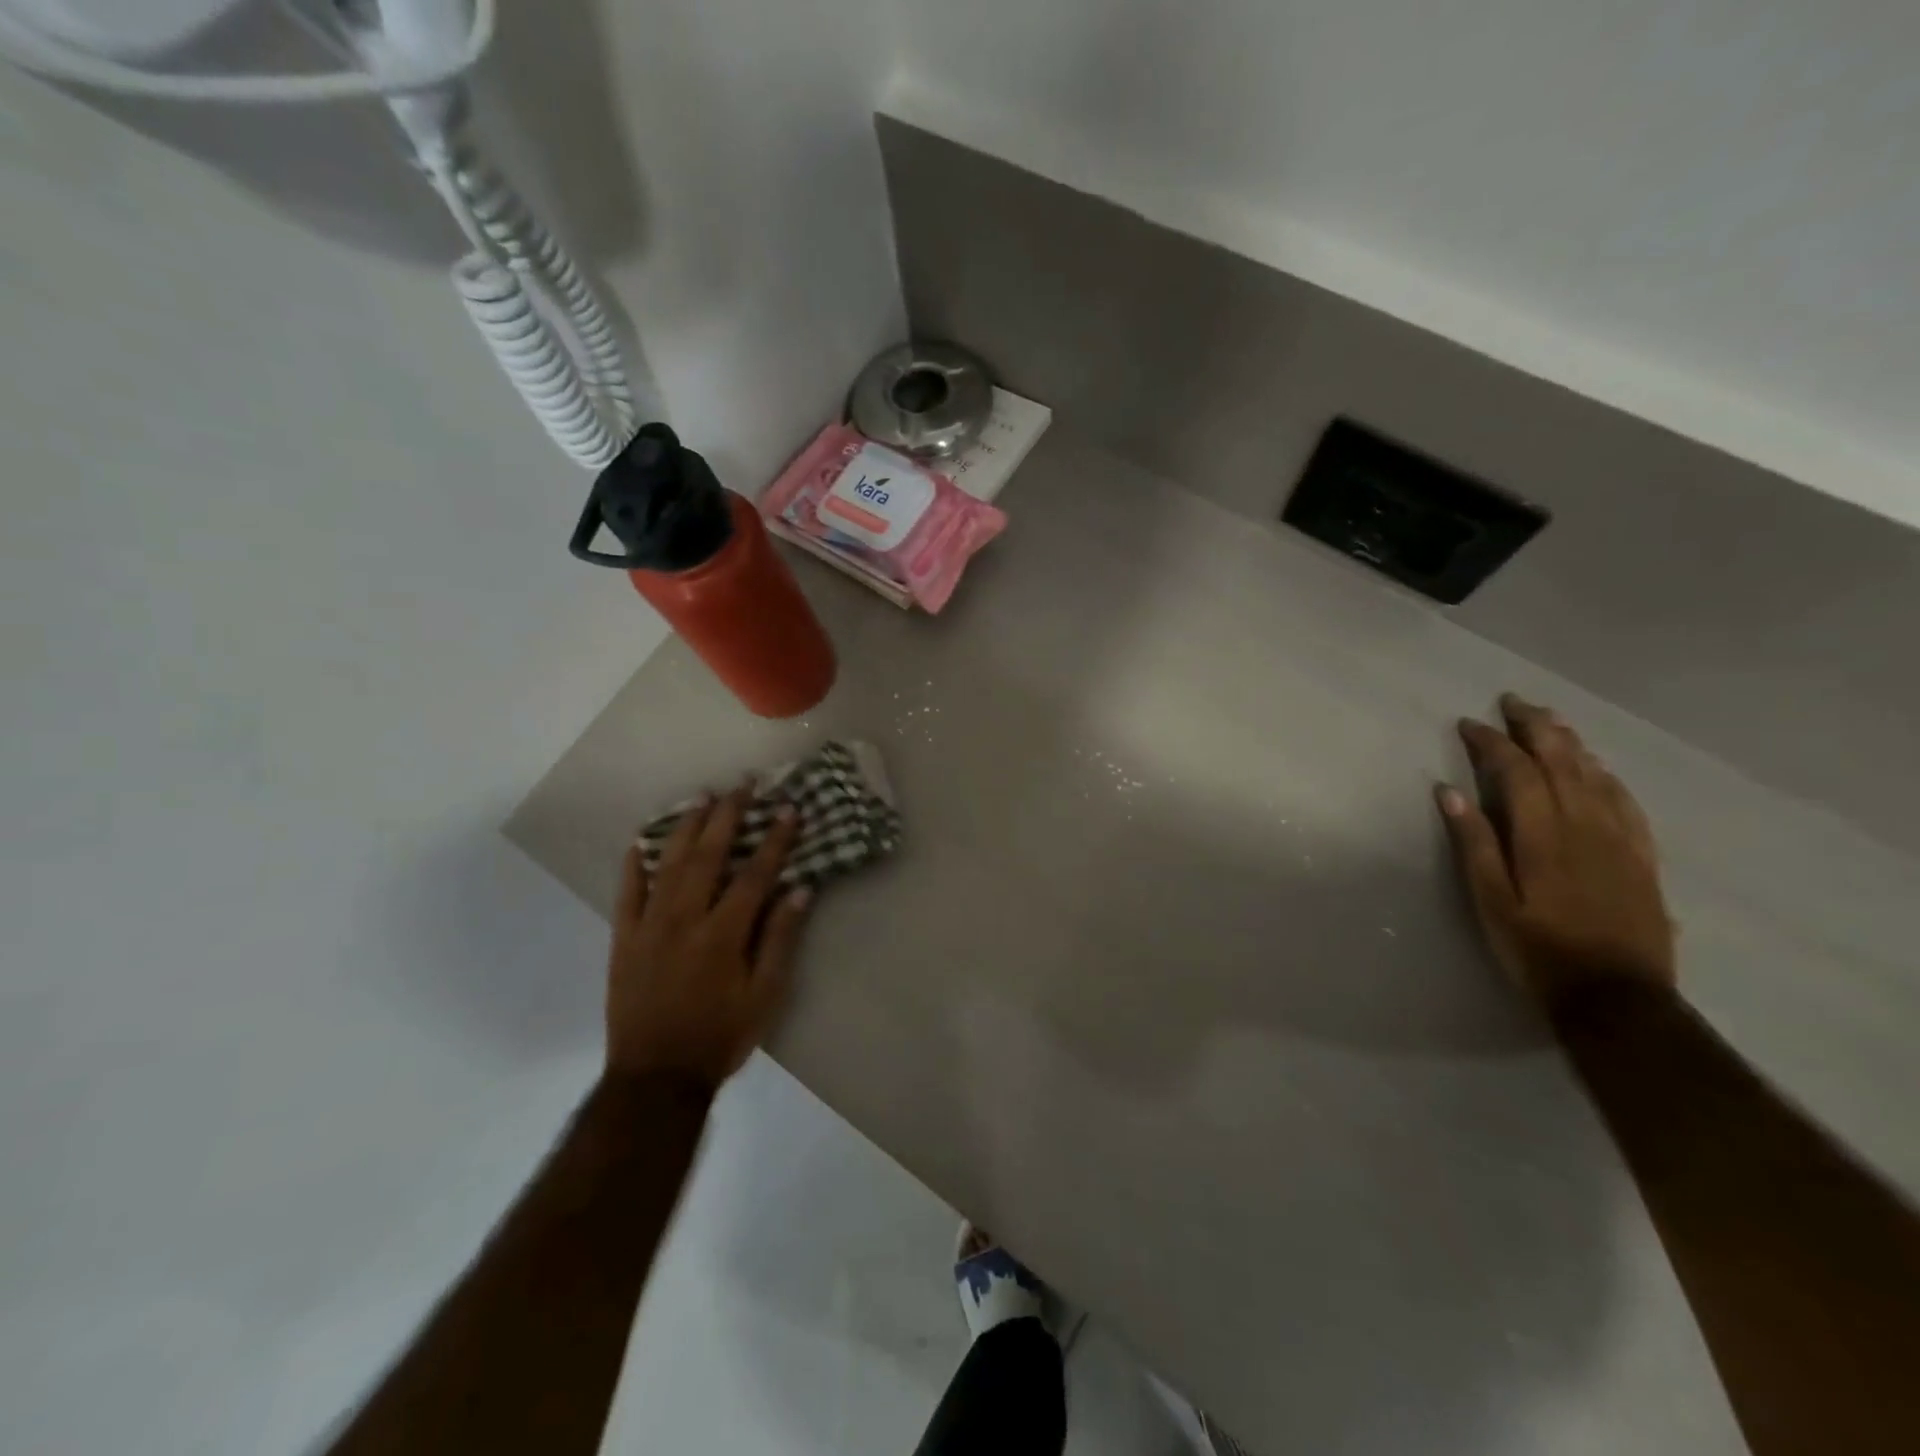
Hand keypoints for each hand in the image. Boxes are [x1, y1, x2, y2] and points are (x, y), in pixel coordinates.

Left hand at [605, 785, 812, 1088]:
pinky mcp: (623, 939)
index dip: (774, 839)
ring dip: (685, 827)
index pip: (754, 874)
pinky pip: (626, 893)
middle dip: (728, 816)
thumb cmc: (720, 1037)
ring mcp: (648, 926)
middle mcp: (684, 919)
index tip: (788, 809)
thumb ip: (780, 940)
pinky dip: (634, 865)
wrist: (655, 1078)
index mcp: (723, 934)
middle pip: (708, 855)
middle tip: (743, 785)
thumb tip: (800, 890)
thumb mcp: (765, 996)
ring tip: (701, 798)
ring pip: (667, 864)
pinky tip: (640, 842)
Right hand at [1437, 693, 1675, 1007]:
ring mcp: (1619, 839)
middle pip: (1562, 761)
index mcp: (1542, 834)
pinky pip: (1626, 801)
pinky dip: (1606, 775)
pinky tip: (1597, 768)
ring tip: (1550, 721)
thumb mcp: (1490, 901)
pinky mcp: (1641, 857)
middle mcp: (1585, 825)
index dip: (1491, 743)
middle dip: (1535, 726)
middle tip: (1512, 702)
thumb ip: (1474, 843)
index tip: (1468, 724)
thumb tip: (1449, 791)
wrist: (1617, 997)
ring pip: (1595, 774)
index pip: (1516, 771)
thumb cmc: (1537, 949)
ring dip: (1570, 742)